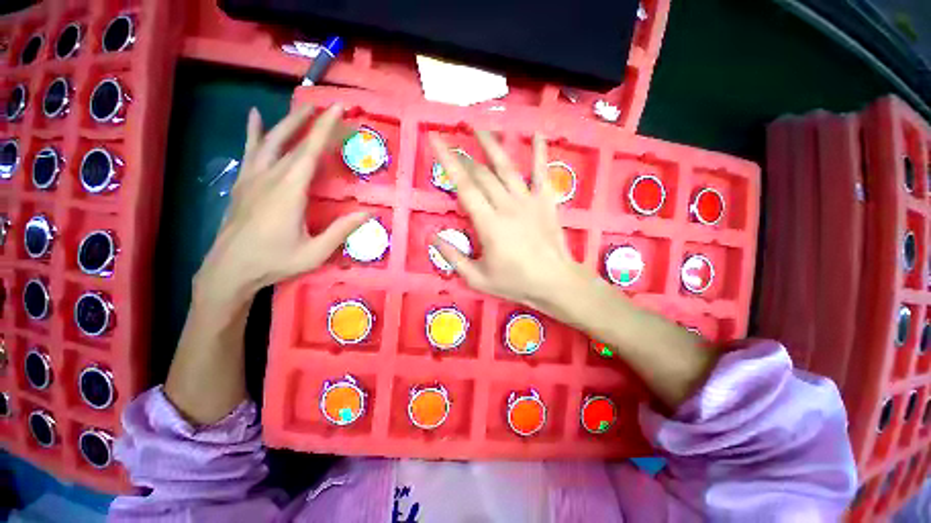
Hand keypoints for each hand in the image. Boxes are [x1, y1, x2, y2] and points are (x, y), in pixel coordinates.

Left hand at [194, 104, 367, 306]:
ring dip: (287, 123)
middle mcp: (269, 177)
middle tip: (326, 107)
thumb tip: (369, 213)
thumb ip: (342, 230)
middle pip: (291, 141)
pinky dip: (253, 132)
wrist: (229, 270)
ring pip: (269, 141)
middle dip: (310, 121)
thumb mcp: (315, 252)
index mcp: (289, 191)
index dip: (325, 129)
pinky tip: (255, 117)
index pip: (310, 152)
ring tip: (302, 108)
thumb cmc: (274, 262)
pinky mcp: (243, 184)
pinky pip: (250, 151)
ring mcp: (252, 178)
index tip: (337, 109)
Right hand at [430, 131, 591, 316]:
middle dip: (464, 156)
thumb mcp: (478, 279)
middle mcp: (507, 205)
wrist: (555, 282)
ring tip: (478, 126)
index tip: (435, 139)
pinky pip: (542, 172)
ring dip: (491, 145)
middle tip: (452, 142)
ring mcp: (528, 200)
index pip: (464, 186)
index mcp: (489, 224)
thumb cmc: (516, 283)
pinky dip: (539, 152)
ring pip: (507, 166)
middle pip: (482, 174)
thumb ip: (454, 258)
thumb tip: (433, 238)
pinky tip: (536, 133)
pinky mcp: (546, 201)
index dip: (448, 161)